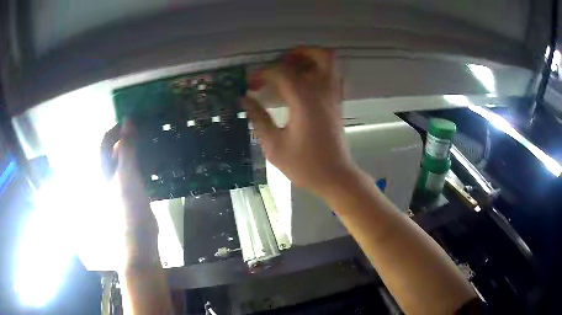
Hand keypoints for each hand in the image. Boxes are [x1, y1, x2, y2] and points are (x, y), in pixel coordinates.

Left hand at [110, 120, 158, 264]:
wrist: (139, 238)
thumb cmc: (129, 206)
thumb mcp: (127, 174)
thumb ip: (127, 148)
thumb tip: (127, 120)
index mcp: (104, 170)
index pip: (105, 142)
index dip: (116, 129)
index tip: (132, 121)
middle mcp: (109, 175)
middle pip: (114, 150)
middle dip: (127, 138)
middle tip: (144, 130)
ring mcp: (120, 184)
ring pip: (125, 160)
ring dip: (135, 149)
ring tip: (149, 142)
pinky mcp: (131, 192)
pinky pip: (134, 171)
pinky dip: (141, 162)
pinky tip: (152, 162)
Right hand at [242, 47, 358, 195]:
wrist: (335, 177)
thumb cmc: (304, 165)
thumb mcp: (274, 145)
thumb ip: (258, 118)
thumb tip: (244, 99)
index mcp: (305, 100)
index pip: (282, 72)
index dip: (262, 73)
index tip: (250, 84)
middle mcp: (323, 92)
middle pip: (321, 55)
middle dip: (298, 53)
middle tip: (279, 64)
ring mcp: (334, 97)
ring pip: (331, 64)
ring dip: (311, 60)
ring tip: (290, 70)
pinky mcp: (338, 104)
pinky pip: (333, 77)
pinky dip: (320, 72)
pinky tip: (304, 84)